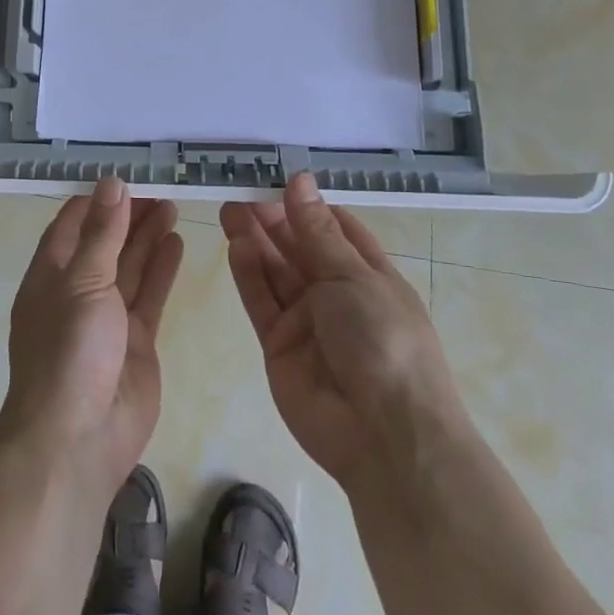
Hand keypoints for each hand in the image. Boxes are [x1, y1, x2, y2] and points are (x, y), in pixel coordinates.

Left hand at [1, 179, 183, 493]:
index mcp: (50, 275)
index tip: (125, 177)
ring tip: (172, 205)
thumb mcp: (82, 282)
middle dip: (128, 216)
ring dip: (148, 237)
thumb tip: (111, 183)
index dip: (97, 201)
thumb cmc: (68, 351)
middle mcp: (77, 291)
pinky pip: (149, 295)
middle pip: (105, 243)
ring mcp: (108, 317)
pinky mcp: (136, 340)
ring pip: (130, 266)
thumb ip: (102, 234)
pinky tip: (177, 242)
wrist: (78, 439)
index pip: (72, 225)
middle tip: (160, 188)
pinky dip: (162, 269)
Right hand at [222, 173, 465, 493]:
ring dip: (254, 241)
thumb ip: (317, 231)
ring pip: (275, 271)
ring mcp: (306, 321)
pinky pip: (261, 302)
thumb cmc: (384, 340)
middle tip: (241, 191)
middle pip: (299, 248)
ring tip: (229, 210)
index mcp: (368, 275)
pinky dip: (248, 274)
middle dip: (273, 220)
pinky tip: (235, 246)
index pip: (335, 229)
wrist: (384, 435)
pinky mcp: (279, 345)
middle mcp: (336, 294)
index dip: (307, 205)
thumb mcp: (354, 277)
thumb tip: (300, 180)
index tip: (277, 179)